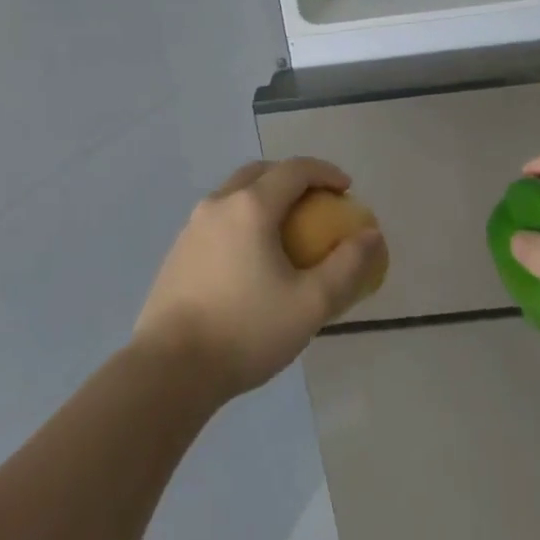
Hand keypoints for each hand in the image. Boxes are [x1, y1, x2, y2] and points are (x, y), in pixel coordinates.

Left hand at [133, 158, 386, 401]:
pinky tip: (250, 257)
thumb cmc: (245, 331)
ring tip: (284, 230)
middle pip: (262, 172)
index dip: (325, 172)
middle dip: (293, 178)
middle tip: (316, 203)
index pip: (295, 169)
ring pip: (235, 193)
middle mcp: (219, 203)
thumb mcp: (310, 304)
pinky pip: (219, 217)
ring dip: (265, 197)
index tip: (346, 189)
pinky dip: (243, 218)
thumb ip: (346, 266)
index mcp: (252, 206)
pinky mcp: (178, 251)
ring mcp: (193, 226)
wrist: (168, 370)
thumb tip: (371, 235)